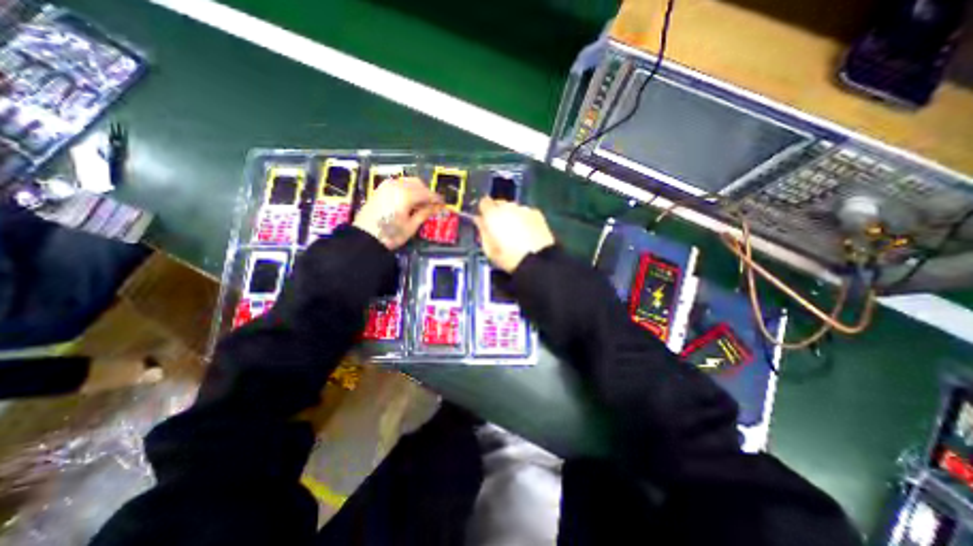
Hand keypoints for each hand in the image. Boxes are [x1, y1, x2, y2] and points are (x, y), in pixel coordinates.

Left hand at [356, 177, 443, 249]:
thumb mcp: (411, 226)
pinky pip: (398, 183)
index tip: (443, 203)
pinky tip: (408, 200)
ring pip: (407, 181)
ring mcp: (387, 185)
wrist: (364, 237)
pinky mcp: (380, 189)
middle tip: (432, 204)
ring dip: (417, 189)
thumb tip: (437, 207)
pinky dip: (406, 188)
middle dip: (427, 192)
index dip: (436, 199)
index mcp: (406, 194)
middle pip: (418, 183)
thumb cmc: (391, 234)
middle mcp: (397, 185)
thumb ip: (425, 213)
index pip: (427, 193)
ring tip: (420, 203)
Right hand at [477, 196, 554, 269]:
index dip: (484, 211)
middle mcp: (508, 207)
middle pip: (500, 203)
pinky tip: (527, 232)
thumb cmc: (509, 258)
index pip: (484, 202)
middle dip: (498, 213)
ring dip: (512, 216)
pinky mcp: (537, 214)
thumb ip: (482, 231)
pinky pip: (526, 213)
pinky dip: (524, 219)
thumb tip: (479, 221)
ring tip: (516, 232)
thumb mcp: (489, 249)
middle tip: (500, 228)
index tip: (485, 220)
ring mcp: (524, 209)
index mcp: (493, 214)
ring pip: (513, 208)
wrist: (537, 260)